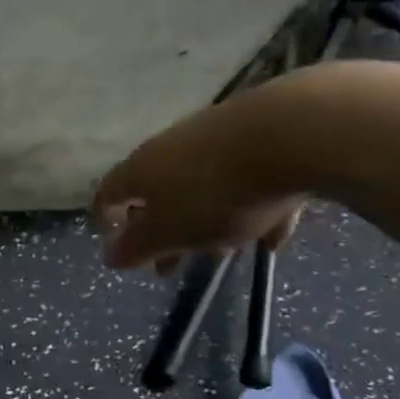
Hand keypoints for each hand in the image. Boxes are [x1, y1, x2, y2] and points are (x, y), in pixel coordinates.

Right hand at [92, 90, 304, 273]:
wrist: (293, 132)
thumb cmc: (215, 192)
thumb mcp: (171, 231)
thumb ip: (138, 246)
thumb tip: (108, 257)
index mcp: (140, 170)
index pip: (108, 193)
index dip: (106, 220)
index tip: (115, 246)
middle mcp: (169, 148)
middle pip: (157, 193)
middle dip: (163, 232)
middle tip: (171, 266)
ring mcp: (214, 138)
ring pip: (203, 186)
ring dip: (208, 220)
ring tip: (226, 251)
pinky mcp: (259, 135)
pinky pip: (248, 180)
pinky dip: (254, 208)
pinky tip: (274, 235)